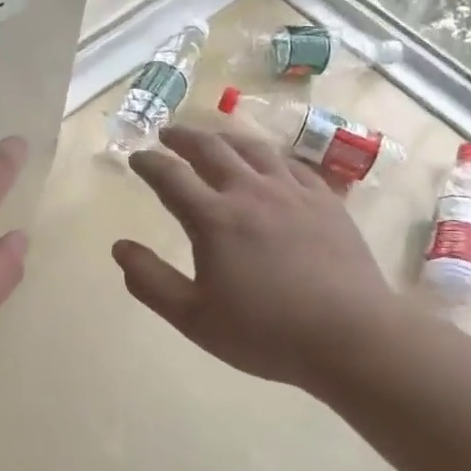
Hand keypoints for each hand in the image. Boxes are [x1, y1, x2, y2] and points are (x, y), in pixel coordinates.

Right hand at [111, 123, 401, 392]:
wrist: (351, 336)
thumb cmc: (265, 332)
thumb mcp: (194, 318)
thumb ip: (151, 281)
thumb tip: (119, 247)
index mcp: (214, 218)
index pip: (170, 176)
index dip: (149, 163)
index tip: (137, 157)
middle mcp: (250, 191)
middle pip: (210, 149)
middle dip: (183, 137)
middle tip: (168, 134)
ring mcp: (292, 192)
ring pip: (253, 148)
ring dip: (225, 137)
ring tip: (213, 137)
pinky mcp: (325, 200)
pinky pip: (292, 163)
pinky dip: (269, 156)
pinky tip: (268, 162)